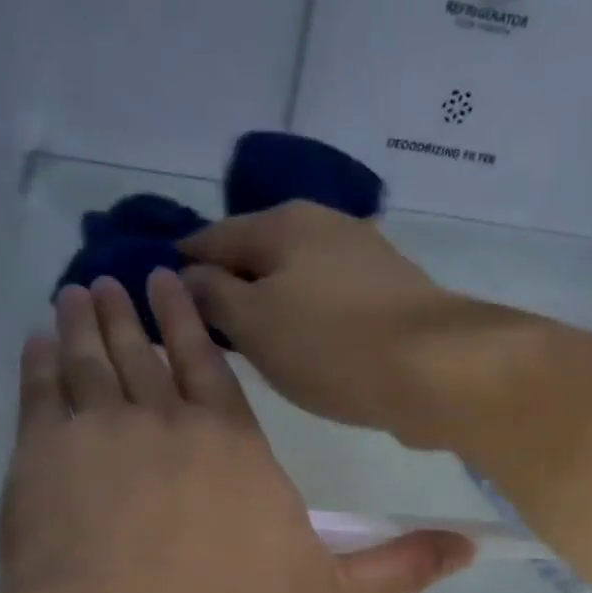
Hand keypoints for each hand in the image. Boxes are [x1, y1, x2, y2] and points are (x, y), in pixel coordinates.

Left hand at [0, 269, 475, 592]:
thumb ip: (396, 566)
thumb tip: (470, 547)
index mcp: (235, 446)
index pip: (214, 367)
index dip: (195, 326)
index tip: (173, 287)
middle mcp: (168, 423)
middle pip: (150, 352)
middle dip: (134, 312)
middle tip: (118, 276)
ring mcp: (99, 435)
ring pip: (93, 359)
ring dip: (86, 320)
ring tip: (78, 291)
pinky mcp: (41, 460)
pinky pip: (40, 390)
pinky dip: (38, 358)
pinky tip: (38, 339)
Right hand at [179, 201, 509, 448]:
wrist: (435, 370)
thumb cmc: (331, 345)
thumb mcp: (254, 323)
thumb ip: (212, 296)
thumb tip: (185, 277)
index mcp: (283, 222)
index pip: (211, 237)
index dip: (179, 266)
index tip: (155, 297)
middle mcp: (324, 225)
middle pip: (256, 254)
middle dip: (226, 286)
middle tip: (201, 330)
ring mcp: (363, 258)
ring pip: (294, 278)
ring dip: (267, 304)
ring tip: (246, 345)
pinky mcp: (390, 295)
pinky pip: (327, 301)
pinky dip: (304, 319)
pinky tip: (300, 348)